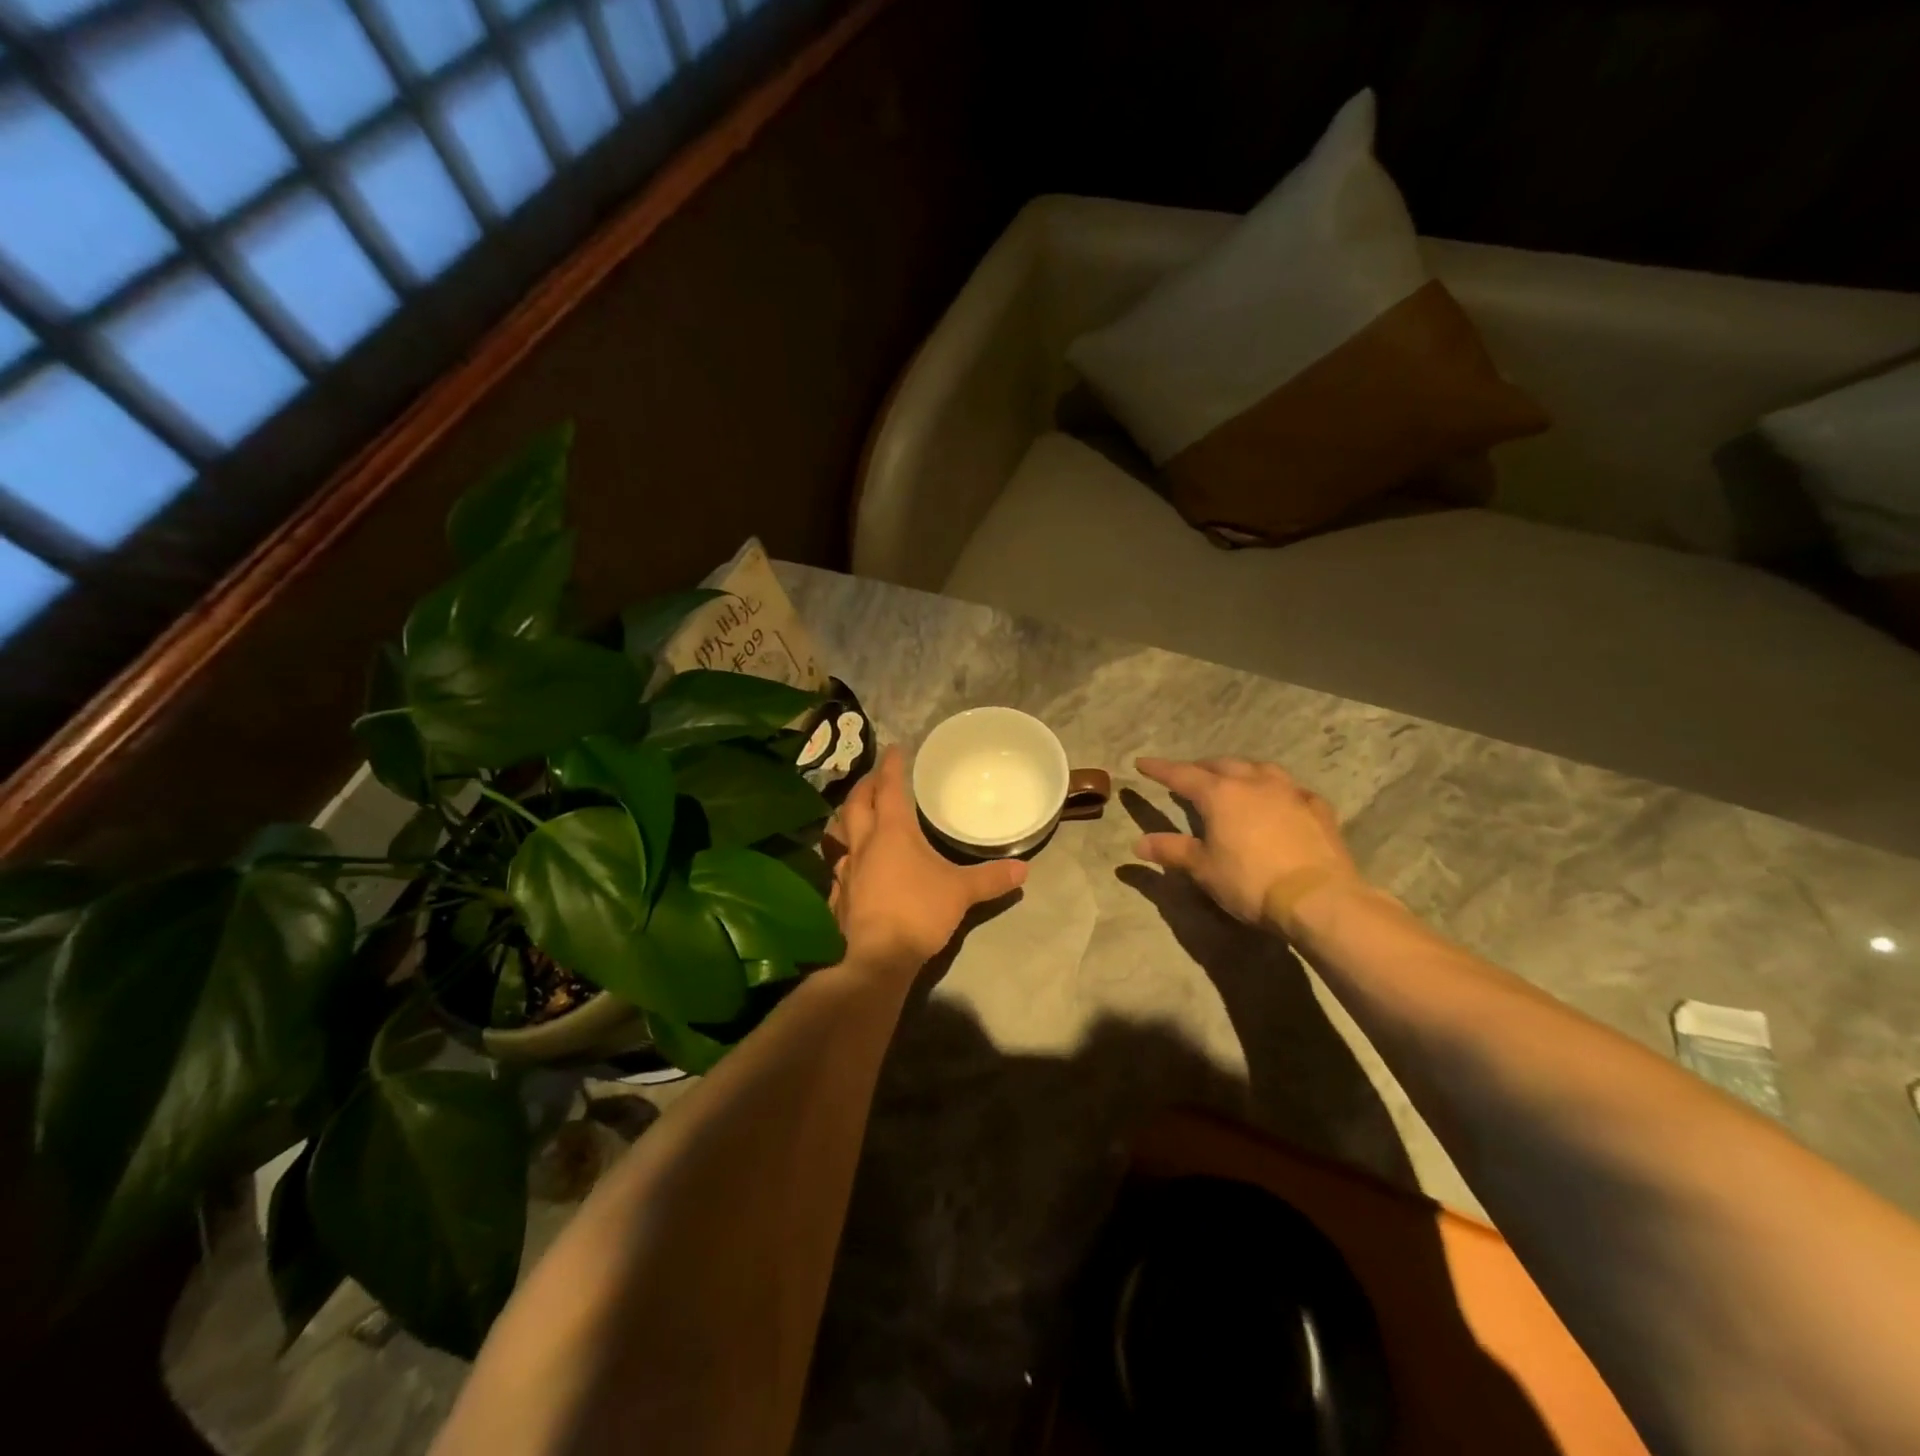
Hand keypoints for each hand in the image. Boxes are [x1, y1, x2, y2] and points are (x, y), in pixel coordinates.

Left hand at [826, 747, 1027, 974]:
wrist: (877, 956)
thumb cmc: (918, 911)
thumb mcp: (961, 892)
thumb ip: (991, 878)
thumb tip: (1024, 869)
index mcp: (892, 831)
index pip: (888, 788)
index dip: (891, 766)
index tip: (894, 748)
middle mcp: (864, 843)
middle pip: (856, 803)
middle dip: (865, 785)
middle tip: (874, 777)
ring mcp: (846, 869)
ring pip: (840, 832)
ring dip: (848, 817)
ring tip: (857, 814)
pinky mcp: (839, 895)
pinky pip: (838, 865)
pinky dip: (844, 855)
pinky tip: (850, 865)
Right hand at [1133, 757, 1364, 933]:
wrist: (1318, 899)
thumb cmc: (1251, 881)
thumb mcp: (1203, 869)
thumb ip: (1172, 851)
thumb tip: (1139, 843)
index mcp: (1220, 794)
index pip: (1181, 775)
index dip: (1159, 769)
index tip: (1142, 762)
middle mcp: (1254, 783)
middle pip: (1221, 765)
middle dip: (1201, 767)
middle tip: (1189, 774)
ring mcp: (1289, 792)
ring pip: (1259, 768)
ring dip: (1240, 770)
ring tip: (1233, 778)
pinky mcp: (1317, 808)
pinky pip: (1292, 789)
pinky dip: (1277, 790)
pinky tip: (1279, 800)